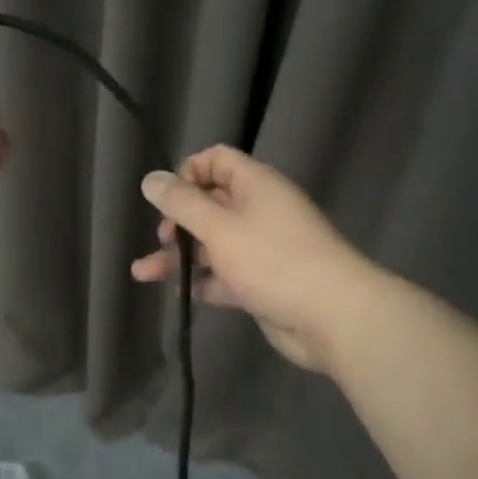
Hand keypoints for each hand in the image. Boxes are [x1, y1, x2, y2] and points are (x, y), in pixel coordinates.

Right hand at [131, 145, 370, 375]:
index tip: (168, 198)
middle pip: (210, 204)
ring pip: (212, 244)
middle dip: (178, 220)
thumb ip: (181, 203)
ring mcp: (262, 249)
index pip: (216, 160)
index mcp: (256, 185)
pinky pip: (224, 275)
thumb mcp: (219, 228)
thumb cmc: (273, 260)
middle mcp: (259, 211)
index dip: (188, 173)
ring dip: (180, 256)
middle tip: (164, 238)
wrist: (334, 318)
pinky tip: (176, 295)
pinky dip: (201, 283)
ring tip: (143, 273)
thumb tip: (150, 179)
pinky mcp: (262, 283)